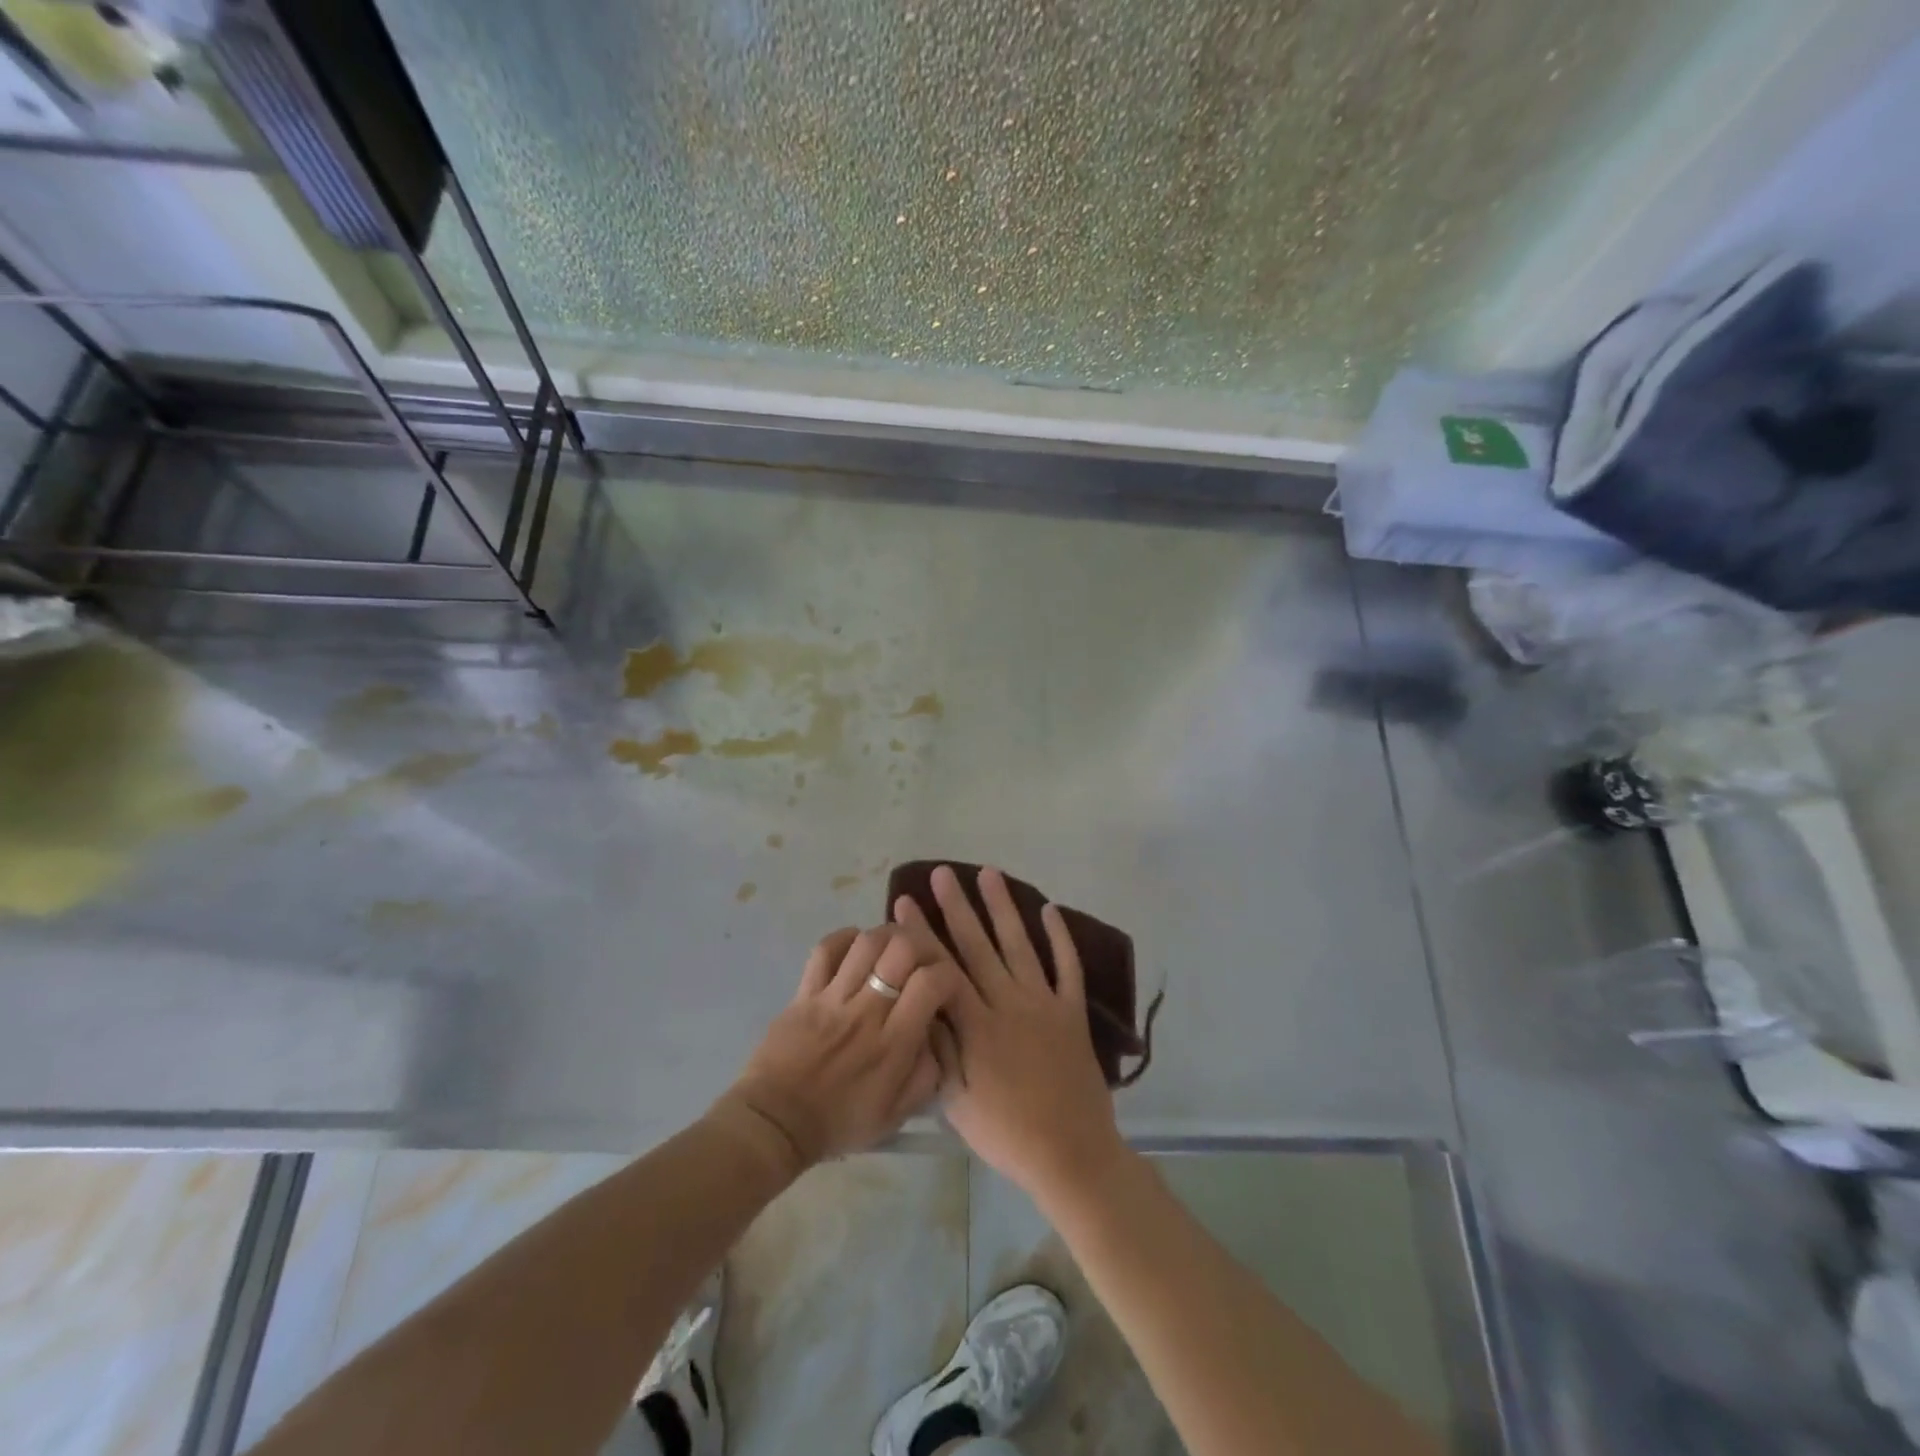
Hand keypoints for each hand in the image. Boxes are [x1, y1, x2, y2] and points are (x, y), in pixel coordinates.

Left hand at [716, 926, 954, 1176]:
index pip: (931, 983)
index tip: (945, 984)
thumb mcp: (896, 1114)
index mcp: (893, 1043)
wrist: (775, 1124)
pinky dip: (845, 937)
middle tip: (921, 956)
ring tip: (891, 947)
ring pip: (866, 942)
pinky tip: (856, 946)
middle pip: (901, 950)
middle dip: (920, 943)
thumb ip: (926, 1075)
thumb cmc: (839, 1121)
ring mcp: (832, 998)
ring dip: (885, 936)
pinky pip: (825, 949)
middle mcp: (866, 1011)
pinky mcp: (805, 992)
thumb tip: (937, 1035)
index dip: (947, 973)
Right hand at [894, 865, 1126, 1204]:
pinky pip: (1067, 967)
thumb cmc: (1007, 1134)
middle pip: (978, 946)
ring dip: (1003, 907)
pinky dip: (1060, 938)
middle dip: (957, 907)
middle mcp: (1009, 1004)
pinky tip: (1049, 909)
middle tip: (941, 873)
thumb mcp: (956, 1101)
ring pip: (1020, 945)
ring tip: (989, 873)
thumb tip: (921, 1004)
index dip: (921, 934)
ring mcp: (1044, 1003)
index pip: (941, 970)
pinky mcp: (1072, 1012)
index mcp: (976, 1027)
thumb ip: (940, 1049)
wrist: (1072, 1154)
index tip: (906, 902)